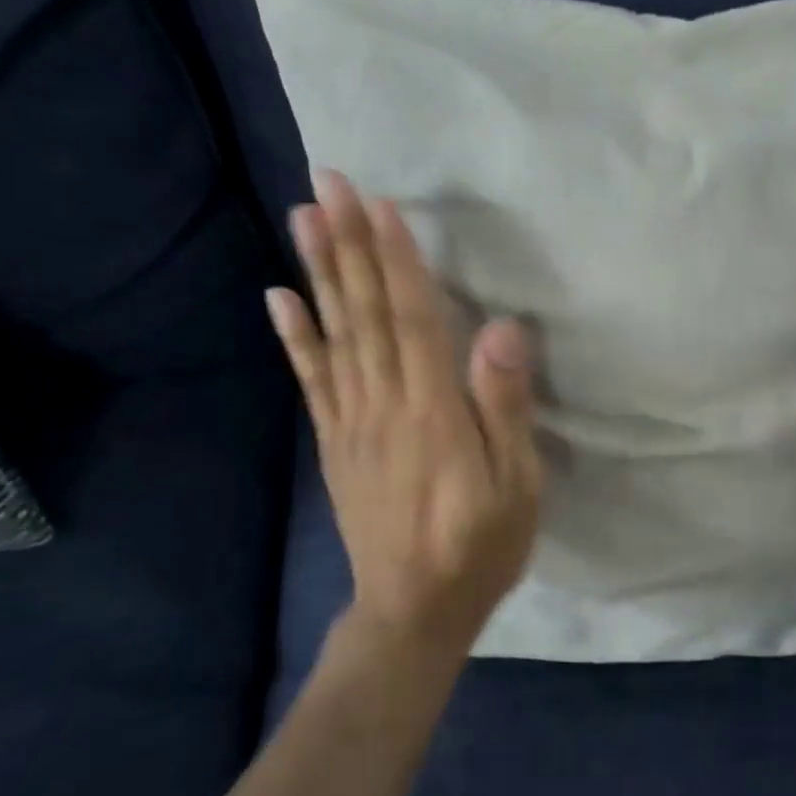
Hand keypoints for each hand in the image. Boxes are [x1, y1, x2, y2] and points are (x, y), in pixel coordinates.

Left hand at [266, 170, 542, 655]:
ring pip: (334, 335)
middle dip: (349, 244)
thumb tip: (500, 330)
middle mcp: (382, 404)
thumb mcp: (516, 485)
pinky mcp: (335, 443)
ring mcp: (351, 422)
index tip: (379, 205)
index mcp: (432, 410)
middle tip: (328, 184)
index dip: (396, 259)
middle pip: (365, 312)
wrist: (412, 611)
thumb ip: (505, 407)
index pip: (412, 318)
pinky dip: (295, 337)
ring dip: (319, 272)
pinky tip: (279, 298)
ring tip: (303, 219)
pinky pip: (312, 382)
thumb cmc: (480, 546)